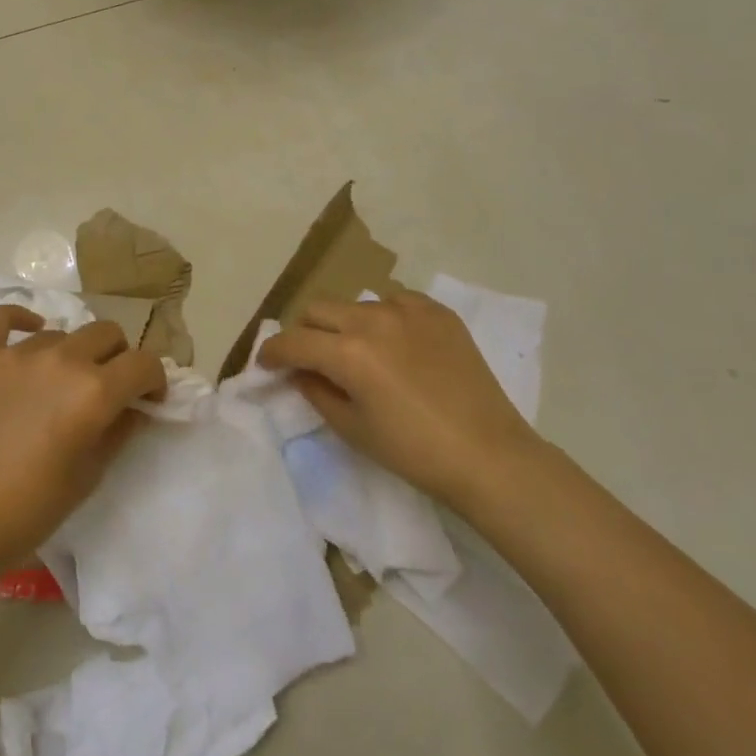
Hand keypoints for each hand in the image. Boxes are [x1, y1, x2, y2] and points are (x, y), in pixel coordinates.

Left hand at [0, 306, 165, 582]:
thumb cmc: (28, 511)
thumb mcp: (89, 476)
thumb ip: (119, 432)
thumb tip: (134, 408)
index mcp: (94, 391)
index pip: (143, 363)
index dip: (153, 379)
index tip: (147, 399)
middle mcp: (60, 359)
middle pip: (106, 334)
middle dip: (117, 358)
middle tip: (106, 389)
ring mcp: (14, 353)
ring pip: (60, 334)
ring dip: (71, 354)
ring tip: (56, 385)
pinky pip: (3, 318)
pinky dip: (21, 321)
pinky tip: (28, 334)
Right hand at [258, 290, 538, 514]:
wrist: (488, 454)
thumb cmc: (413, 451)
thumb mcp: (352, 428)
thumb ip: (316, 391)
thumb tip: (300, 371)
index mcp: (348, 352)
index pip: (293, 341)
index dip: (272, 352)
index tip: (266, 363)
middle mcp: (373, 319)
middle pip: (318, 310)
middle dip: (305, 332)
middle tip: (310, 358)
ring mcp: (409, 310)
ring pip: (356, 303)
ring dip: (345, 324)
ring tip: (358, 352)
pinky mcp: (438, 312)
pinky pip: (395, 301)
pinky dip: (383, 318)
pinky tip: (395, 343)